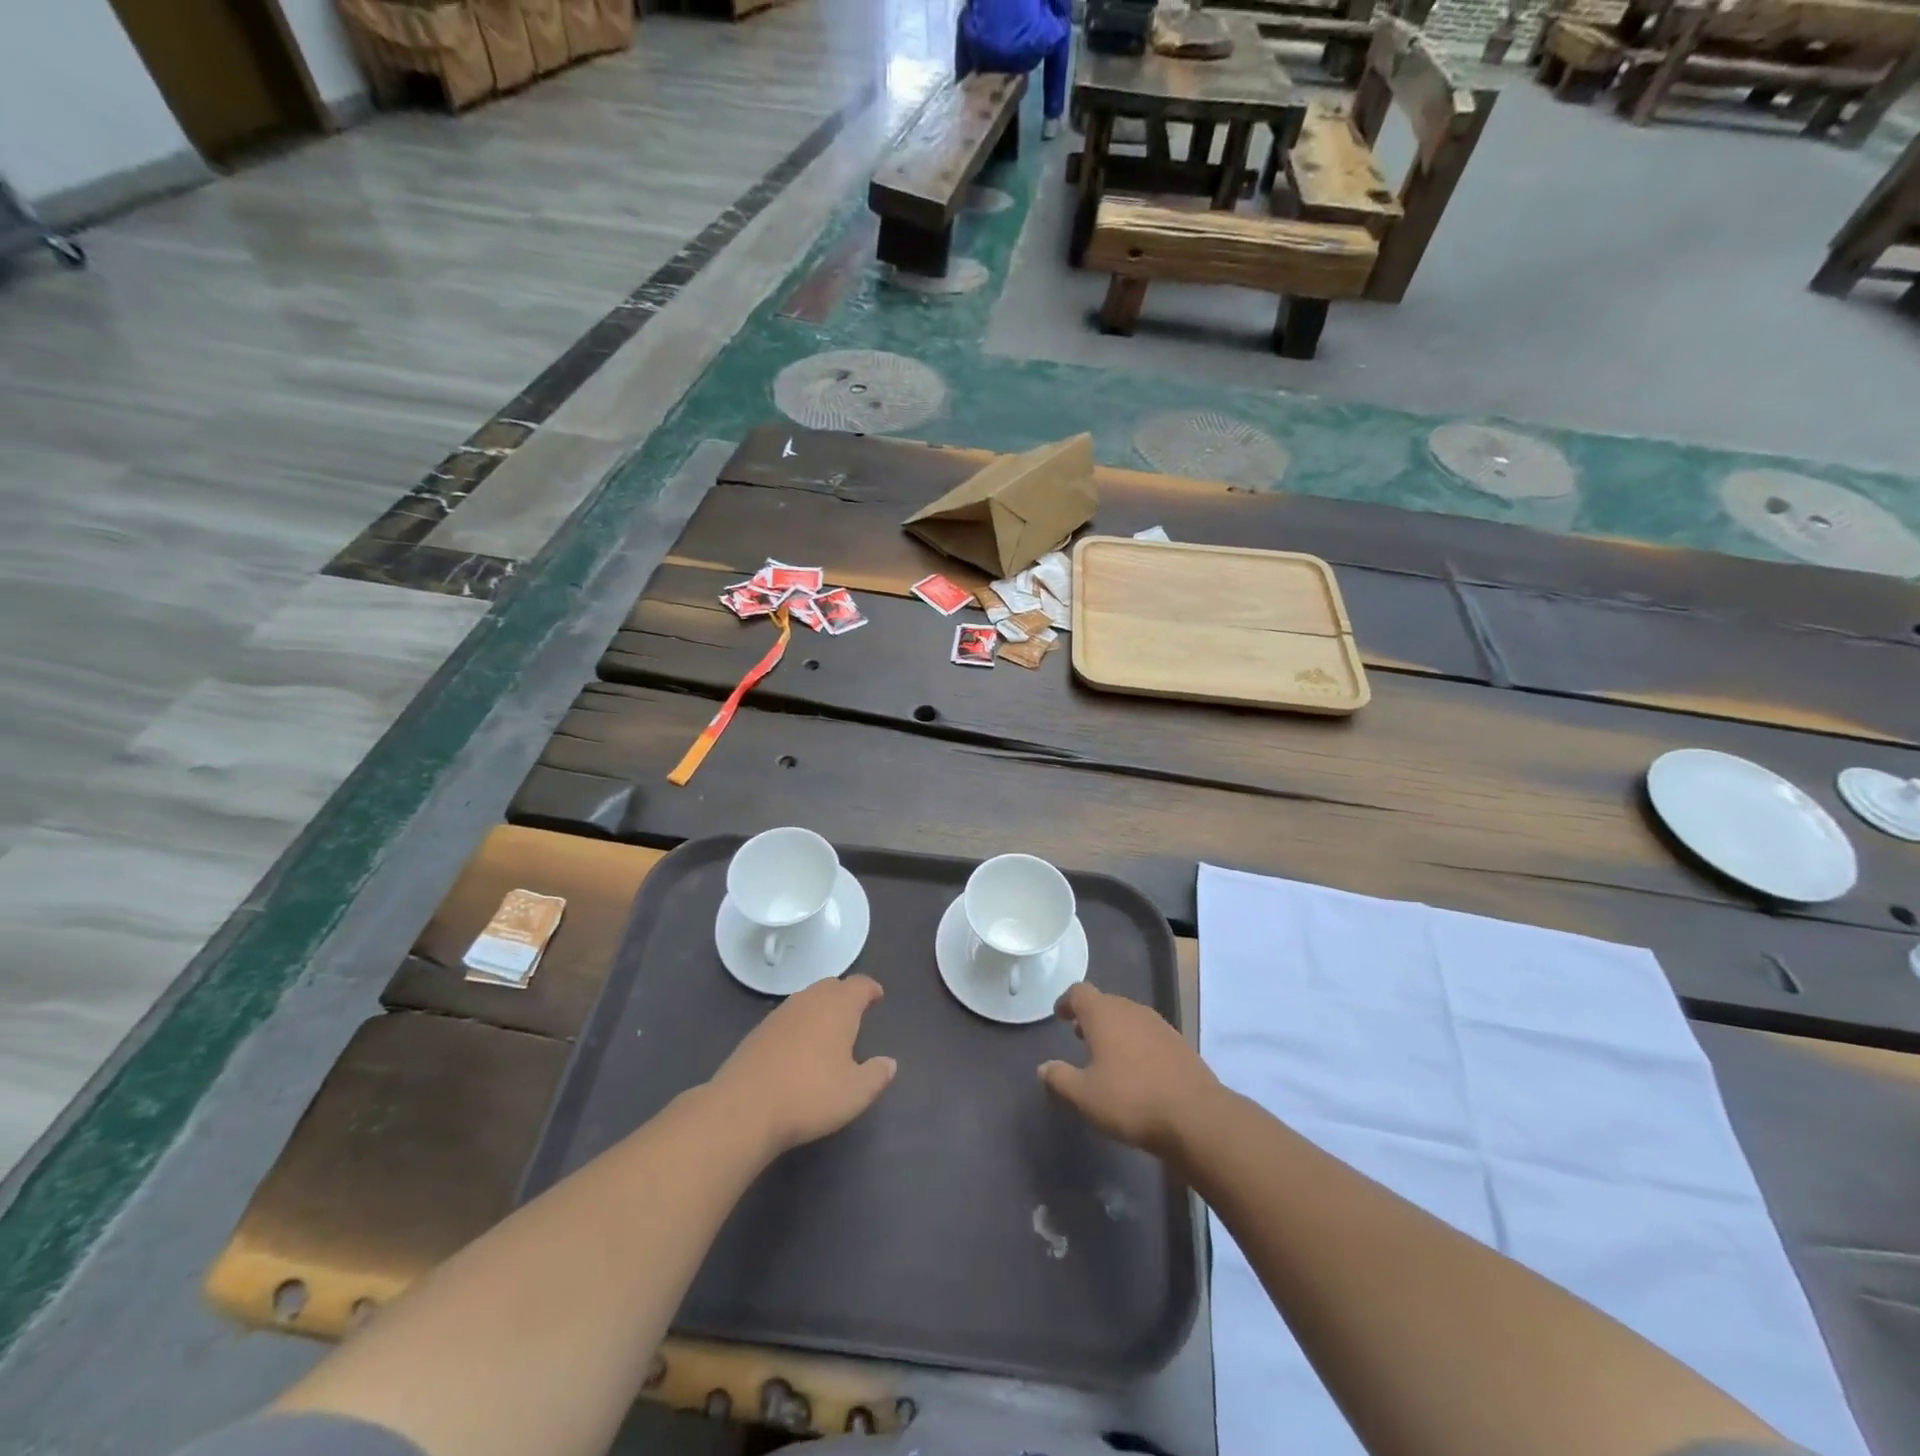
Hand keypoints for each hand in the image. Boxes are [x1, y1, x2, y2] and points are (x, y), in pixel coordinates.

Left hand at [709, 975, 895, 1156]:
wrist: (744, 1108)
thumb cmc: (810, 1094)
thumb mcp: (855, 1093)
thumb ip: (876, 1075)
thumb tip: (889, 1063)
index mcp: (838, 1006)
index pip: (859, 984)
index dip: (870, 989)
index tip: (877, 997)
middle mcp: (809, 1000)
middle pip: (831, 986)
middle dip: (845, 995)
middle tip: (855, 1013)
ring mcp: (780, 1014)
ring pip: (807, 999)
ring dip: (820, 1008)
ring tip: (828, 1030)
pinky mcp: (758, 1032)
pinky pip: (788, 1017)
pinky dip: (799, 1024)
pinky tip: (798, 1048)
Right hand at [1039, 983, 1218, 1157]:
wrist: (1196, 1116)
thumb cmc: (1131, 1100)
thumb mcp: (1085, 1096)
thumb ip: (1059, 1079)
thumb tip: (1043, 1068)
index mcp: (1104, 1014)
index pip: (1080, 992)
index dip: (1067, 1001)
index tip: (1060, 1015)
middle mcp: (1131, 1010)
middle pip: (1106, 1002)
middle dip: (1091, 1016)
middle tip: (1079, 1035)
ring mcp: (1159, 1025)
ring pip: (1129, 1017)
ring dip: (1114, 1029)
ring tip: (1106, 1054)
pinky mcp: (1179, 1043)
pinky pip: (1148, 1033)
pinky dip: (1136, 1042)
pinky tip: (1137, 1069)